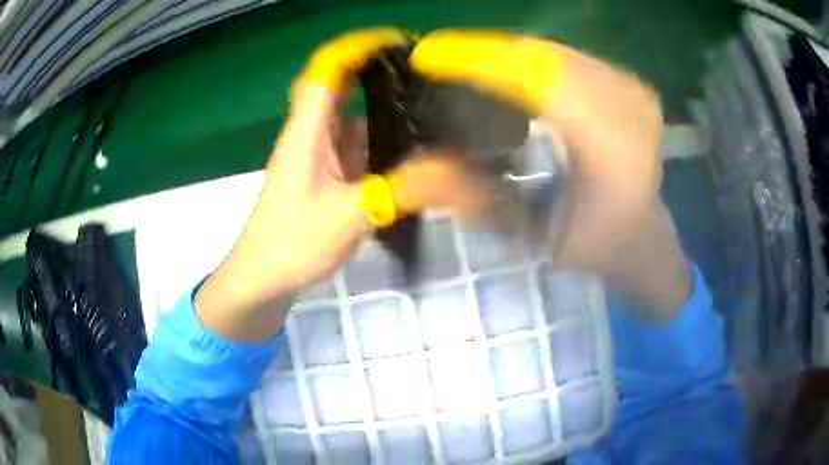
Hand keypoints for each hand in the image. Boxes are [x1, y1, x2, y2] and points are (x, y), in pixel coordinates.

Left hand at [194, 29, 492, 341]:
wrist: (263, 278)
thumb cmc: (291, 244)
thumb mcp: (347, 217)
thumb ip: (399, 190)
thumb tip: (452, 169)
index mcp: (307, 133)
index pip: (327, 72)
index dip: (356, 49)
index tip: (397, 43)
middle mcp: (313, 136)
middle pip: (346, 91)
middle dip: (384, 79)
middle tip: (431, 82)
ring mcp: (321, 157)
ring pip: (357, 121)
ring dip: (388, 116)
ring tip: (434, 118)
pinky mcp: (328, 177)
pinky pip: (360, 150)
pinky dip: (385, 148)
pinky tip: (414, 159)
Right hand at [410, 30, 689, 314]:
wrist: (644, 234)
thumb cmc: (595, 243)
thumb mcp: (534, 234)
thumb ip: (477, 200)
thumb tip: (408, 175)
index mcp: (614, 147)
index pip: (539, 80)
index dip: (480, 61)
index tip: (429, 56)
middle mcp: (628, 107)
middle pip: (542, 56)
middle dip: (485, 52)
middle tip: (439, 61)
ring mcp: (632, 89)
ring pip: (553, 51)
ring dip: (506, 53)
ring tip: (467, 64)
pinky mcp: (628, 83)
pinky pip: (569, 56)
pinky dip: (532, 58)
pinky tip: (510, 70)